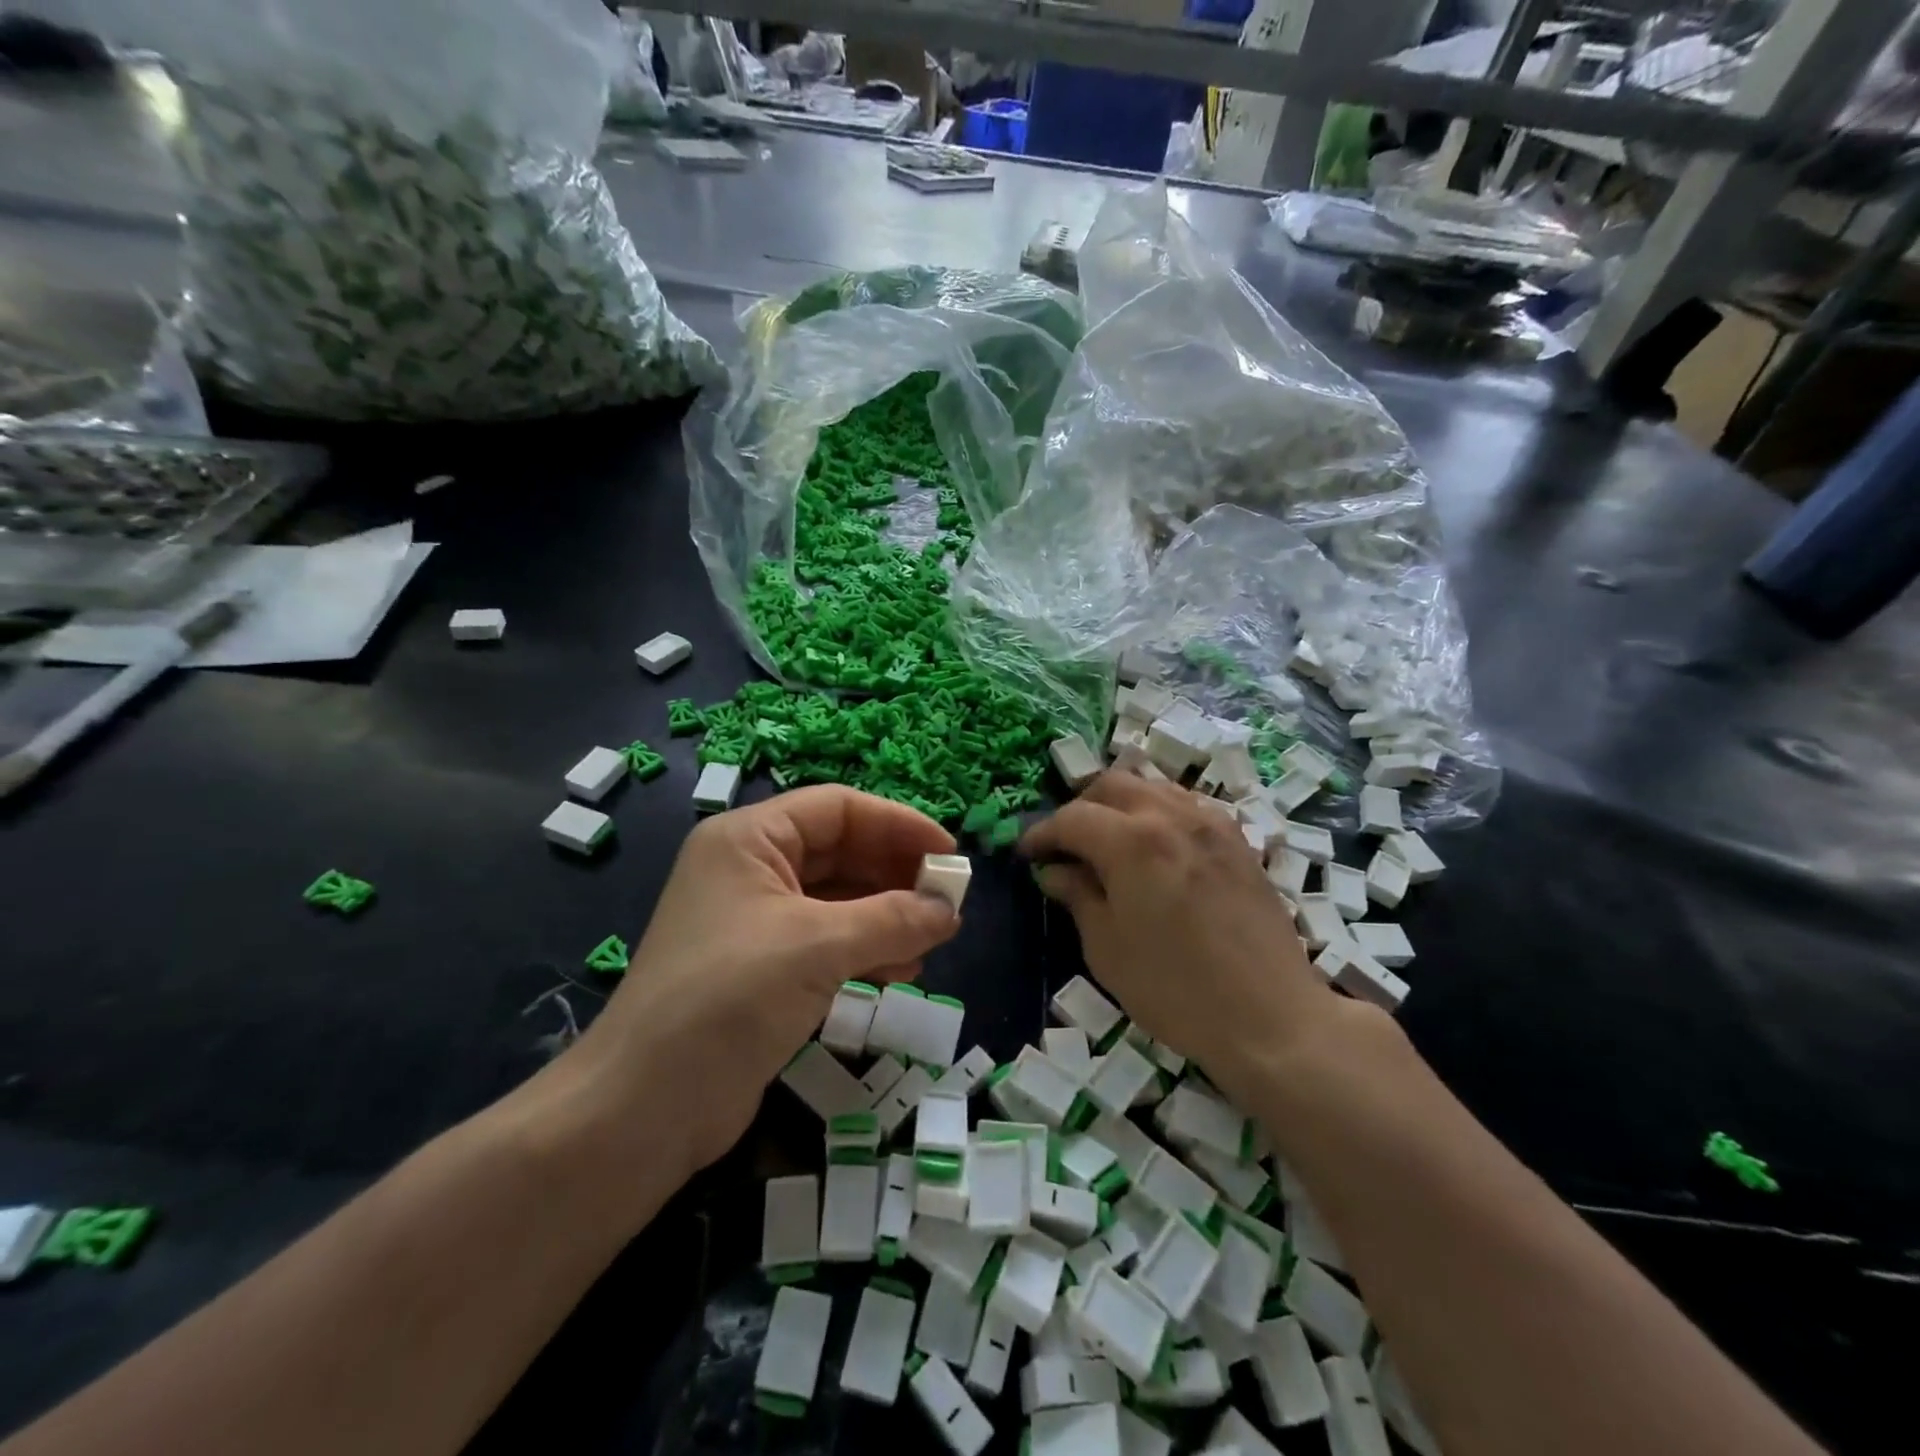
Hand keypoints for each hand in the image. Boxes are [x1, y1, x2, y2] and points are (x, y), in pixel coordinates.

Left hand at [570, 786, 959, 1178]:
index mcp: (749, 839)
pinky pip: (828, 939)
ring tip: (930, 942)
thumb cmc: (728, 999)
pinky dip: (866, 948)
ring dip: (887, 915)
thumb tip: (950, 909)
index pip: (838, 808)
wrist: (643, 1108)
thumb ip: (892, 920)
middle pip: (840, 850)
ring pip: (838, 898)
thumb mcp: (817, 947)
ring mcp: (755, 919)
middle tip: (947, 903)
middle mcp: (751, 868)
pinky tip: (900, 972)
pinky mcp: (763, 967)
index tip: (950, 856)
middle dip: (895, 874)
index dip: (898, 824)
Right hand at [1021, 772, 1359, 1101]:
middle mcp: (1171, 816)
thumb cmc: (1176, 990)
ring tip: (1107, 840)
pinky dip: (1157, 811)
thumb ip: (1078, 896)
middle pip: (1112, 785)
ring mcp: (1210, 823)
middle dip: (1079, 808)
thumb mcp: (1107, 949)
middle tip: (1066, 845)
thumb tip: (1054, 870)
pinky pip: (1185, 804)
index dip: (1042, 833)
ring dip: (1119, 804)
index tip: (1027, 854)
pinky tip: (1154, 847)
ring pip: (1152, 786)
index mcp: (1132, 842)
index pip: (1072, 818)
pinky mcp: (1237, 839)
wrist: (1270, 1017)